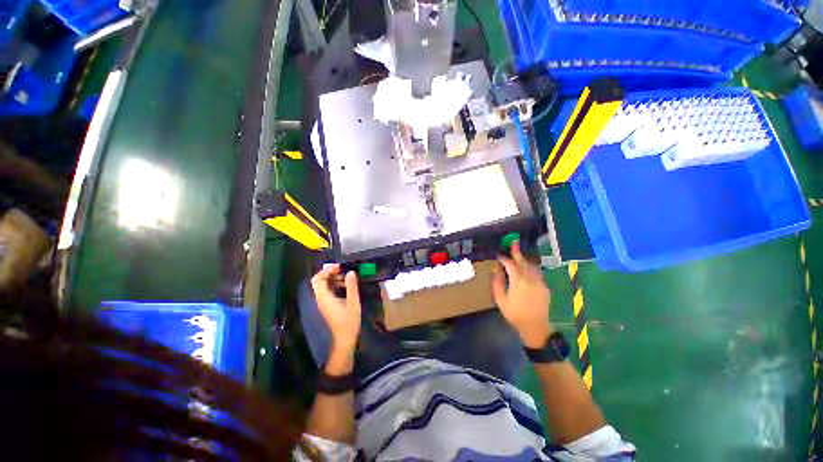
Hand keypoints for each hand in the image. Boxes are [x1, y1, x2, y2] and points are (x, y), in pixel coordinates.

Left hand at [311, 264, 361, 355]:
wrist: (345, 338)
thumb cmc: (349, 321)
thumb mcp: (353, 302)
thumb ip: (351, 286)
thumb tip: (350, 272)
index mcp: (324, 298)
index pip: (318, 279)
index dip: (326, 270)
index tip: (339, 267)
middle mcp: (321, 299)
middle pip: (319, 281)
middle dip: (330, 273)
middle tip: (343, 270)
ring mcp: (324, 302)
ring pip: (324, 286)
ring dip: (333, 278)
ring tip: (347, 277)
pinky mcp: (328, 305)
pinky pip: (328, 291)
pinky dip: (335, 285)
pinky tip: (346, 286)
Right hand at [491, 241, 552, 348]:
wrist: (535, 327)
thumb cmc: (515, 314)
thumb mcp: (500, 299)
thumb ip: (497, 282)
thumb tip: (495, 270)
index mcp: (518, 281)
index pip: (511, 265)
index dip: (504, 259)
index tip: (499, 256)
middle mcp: (530, 279)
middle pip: (523, 262)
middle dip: (517, 253)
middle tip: (513, 243)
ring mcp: (539, 282)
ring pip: (531, 266)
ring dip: (524, 260)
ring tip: (519, 255)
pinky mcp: (544, 287)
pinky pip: (536, 273)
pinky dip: (530, 267)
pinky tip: (527, 269)